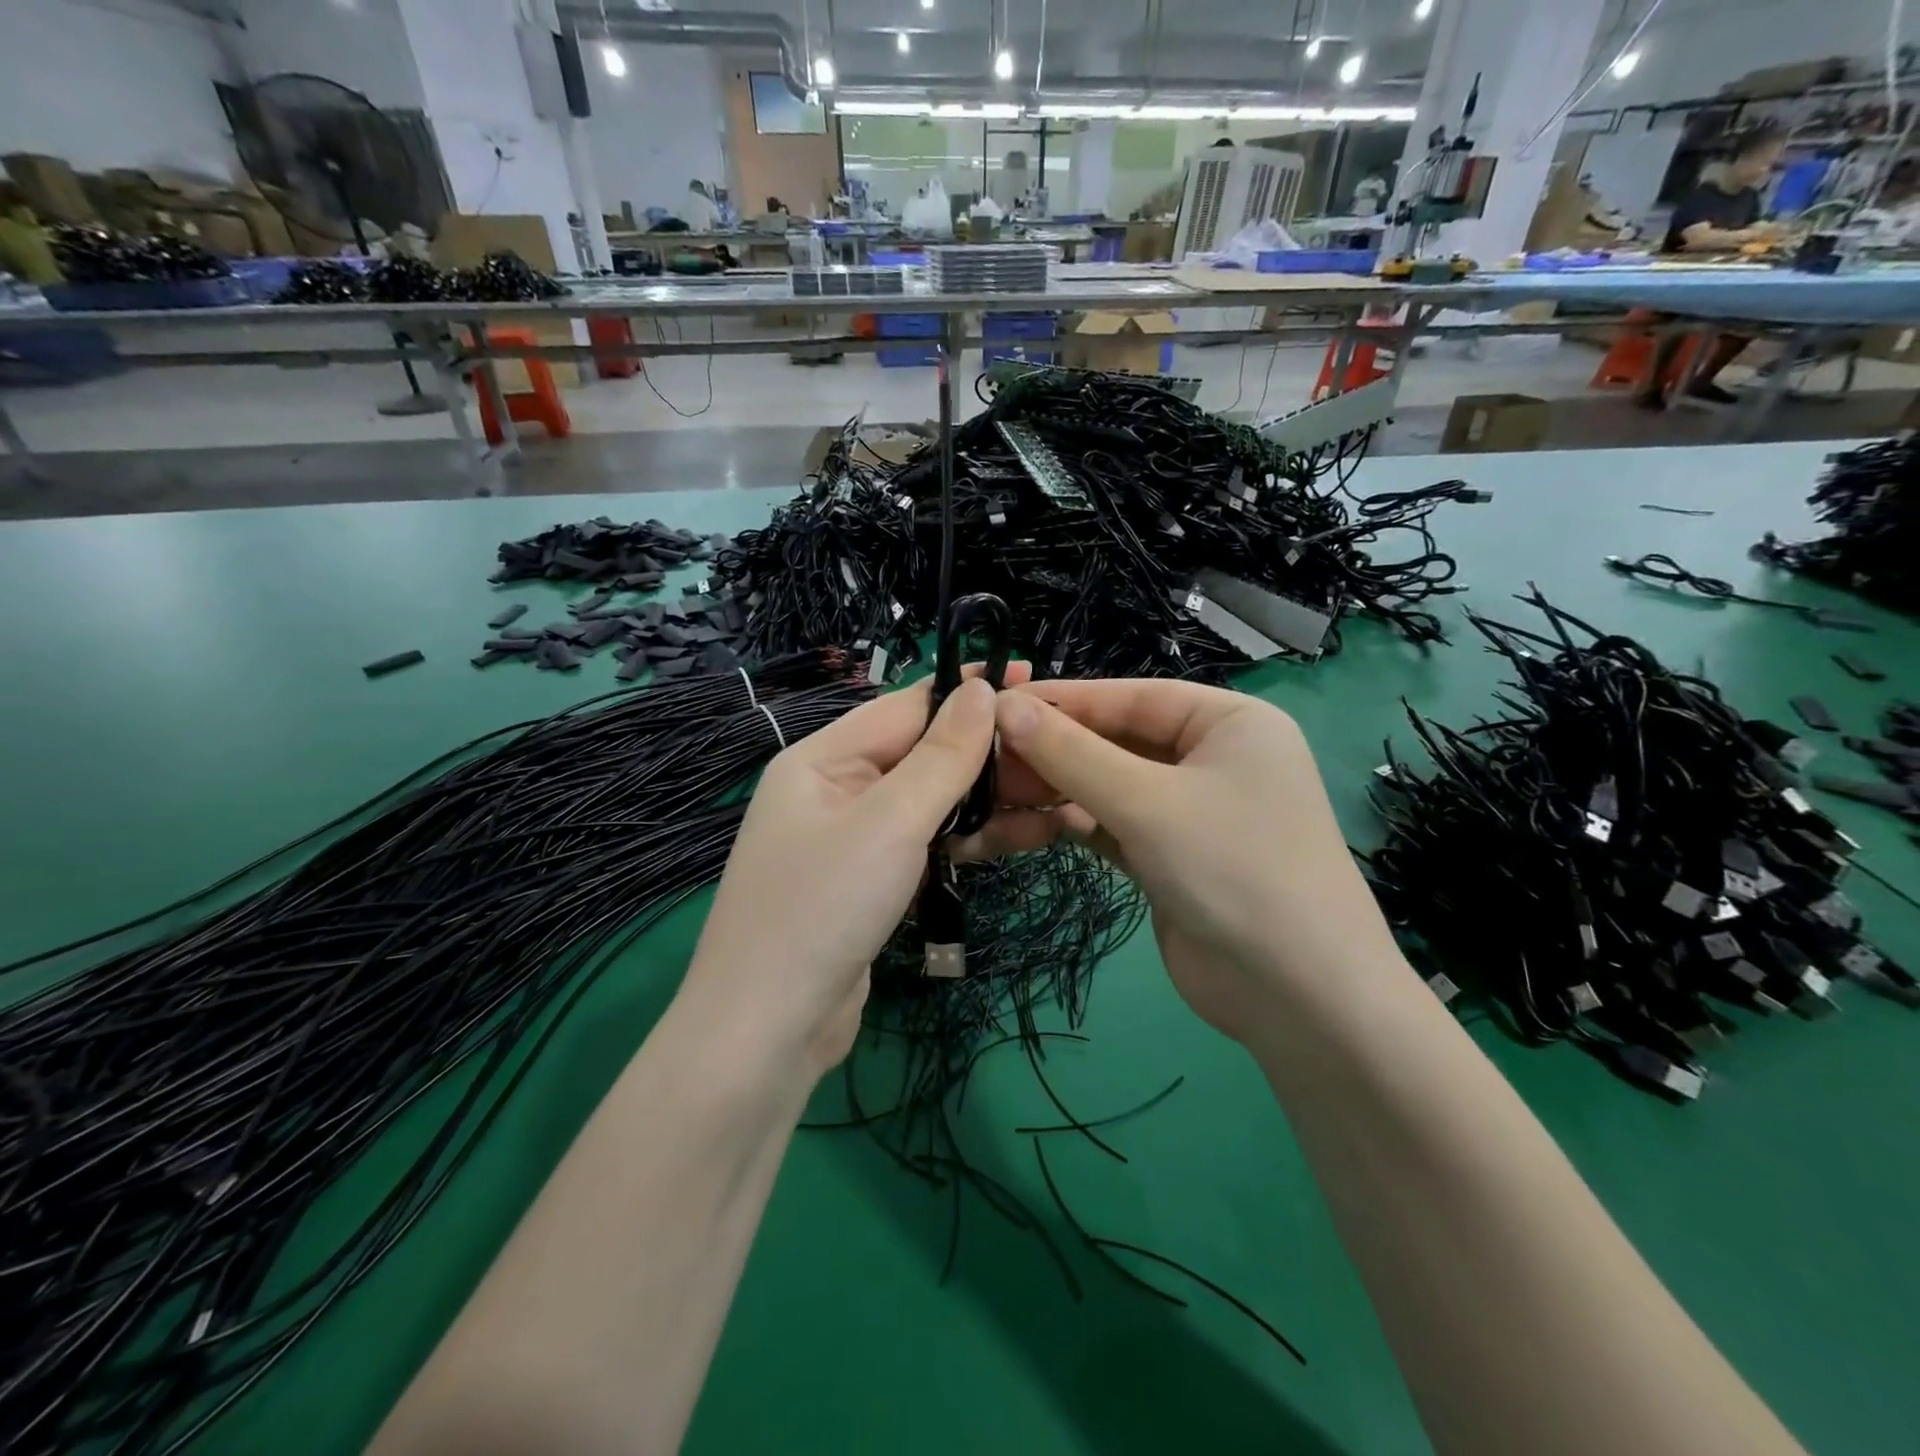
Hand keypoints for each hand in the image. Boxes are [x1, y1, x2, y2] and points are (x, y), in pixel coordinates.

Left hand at [681, 663, 1029, 1077]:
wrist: (769, 1032)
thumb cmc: (823, 908)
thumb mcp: (889, 822)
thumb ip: (941, 756)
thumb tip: (979, 690)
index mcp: (822, 759)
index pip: (906, 707)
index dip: (968, 691)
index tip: (1031, 678)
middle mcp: (835, 790)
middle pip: (922, 755)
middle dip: (989, 752)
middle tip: (1060, 749)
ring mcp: (854, 840)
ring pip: (932, 803)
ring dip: (989, 799)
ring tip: (1060, 795)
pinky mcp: (872, 884)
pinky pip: (928, 844)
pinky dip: (970, 838)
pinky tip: (1023, 835)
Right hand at [964, 679, 1402, 1047]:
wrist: (1300, 998)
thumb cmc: (1234, 871)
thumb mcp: (1147, 803)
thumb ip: (1073, 754)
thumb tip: (1004, 708)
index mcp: (1228, 722)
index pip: (1130, 697)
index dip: (1062, 700)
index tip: (994, 703)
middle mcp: (1211, 759)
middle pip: (1116, 741)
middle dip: (1053, 751)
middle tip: (984, 758)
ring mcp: (1189, 811)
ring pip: (1108, 786)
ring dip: (1055, 791)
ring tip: (993, 794)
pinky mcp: (1168, 857)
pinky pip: (1111, 826)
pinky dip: (1072, 825)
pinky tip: (1023, 827)